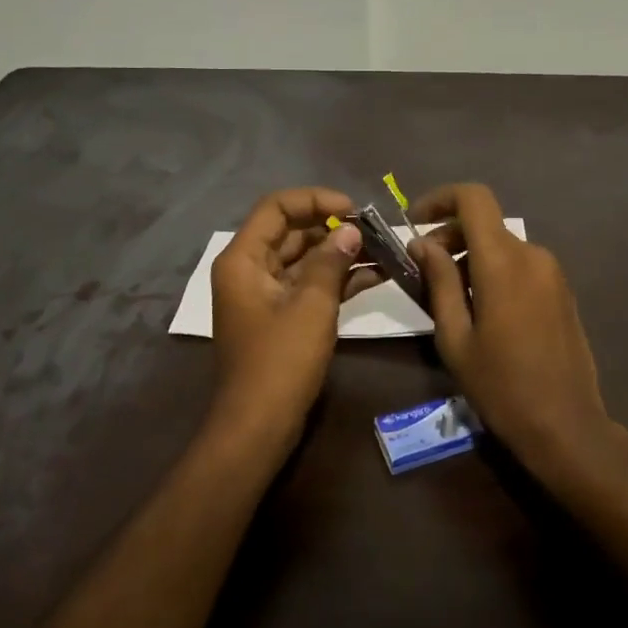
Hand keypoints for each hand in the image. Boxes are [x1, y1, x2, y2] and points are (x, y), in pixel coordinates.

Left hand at [209, 187, 369, 451]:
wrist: (258, 427)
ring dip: (340, 253)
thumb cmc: (280, 361)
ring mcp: (266, 294)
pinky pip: (310, 285)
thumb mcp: (311, 306)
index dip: (315, 200)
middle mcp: (250, 270)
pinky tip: (377, 274)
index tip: (354, 208)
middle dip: (334, 227)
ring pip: (305, 259)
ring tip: (384, 248)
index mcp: (243, 259)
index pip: (277, 208)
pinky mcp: (283, 317)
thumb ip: (331, 261)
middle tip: (376, 230)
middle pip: (292, 231)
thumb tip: (351, 230)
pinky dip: (338, 279)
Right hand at [405, 183, 627, 476]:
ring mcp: (553, 273)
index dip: (440, 198)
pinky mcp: (562, 291)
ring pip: (503, 244)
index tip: (414, 221)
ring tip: (448, 295)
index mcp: (503, 261)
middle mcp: (532, 255)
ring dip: (471, 255)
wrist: (566, 425)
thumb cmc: (500, 385)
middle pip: (485, 223)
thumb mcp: (455, 336)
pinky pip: (521, 264)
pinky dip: (494, 270)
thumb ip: (439, 281)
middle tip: (423, 269)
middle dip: (450, 234)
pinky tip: (481, 308)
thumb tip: (422, 243)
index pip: (474, 198)